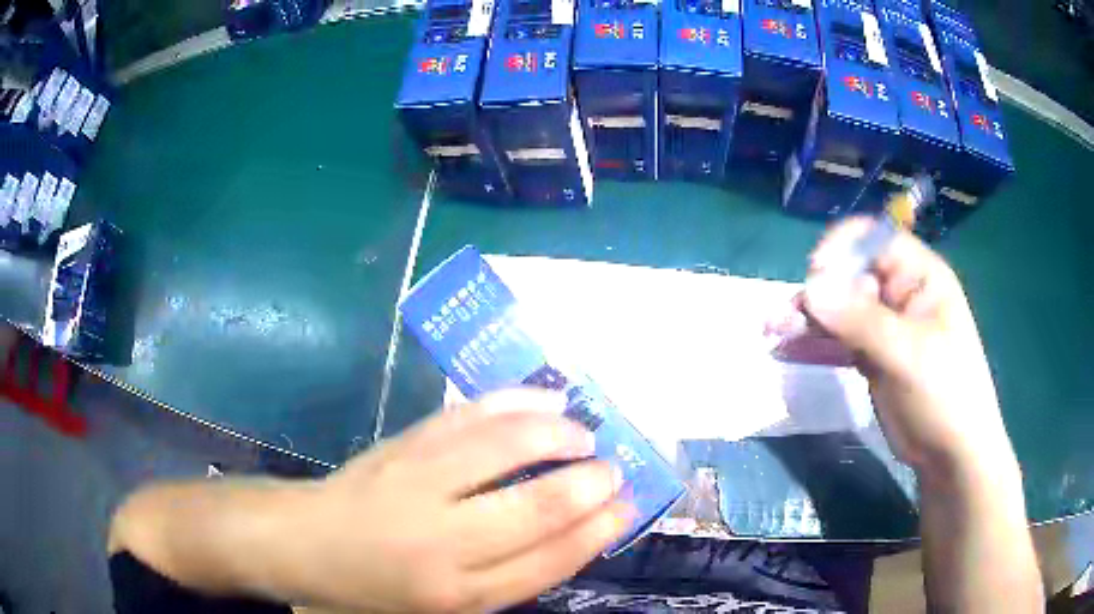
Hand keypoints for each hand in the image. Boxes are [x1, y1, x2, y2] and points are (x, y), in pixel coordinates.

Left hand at [268, 389, 631, 612]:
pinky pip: (469, 415)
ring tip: (585, 434)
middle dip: (589, 484)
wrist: (308, 543)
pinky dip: (516, 402)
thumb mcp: (446, 606)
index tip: (628, 506)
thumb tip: (573, 532)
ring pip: (506, 448)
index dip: (598, 530)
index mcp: (458, 593)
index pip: (549, 560)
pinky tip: (545, 400)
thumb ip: (507, 576)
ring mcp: (419, 481)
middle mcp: (443, 540)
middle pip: (537, 508)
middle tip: (614, 469)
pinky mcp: (403, 444)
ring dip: (559, 434)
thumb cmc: (379, 586)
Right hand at [801, 218, 1014, 476]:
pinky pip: (838, 339)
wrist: (950, 455)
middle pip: (850, 275)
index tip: (814, 275)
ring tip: (772, 334)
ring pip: (840, 309)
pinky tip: (787, 351)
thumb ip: (861, 320)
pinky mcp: (872, 355)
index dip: (842, 249)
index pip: (875, 240)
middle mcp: (900, 293)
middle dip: (816, 292)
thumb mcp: (908, 355)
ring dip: (807, 319)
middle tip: (780, 319)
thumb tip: (811, 288)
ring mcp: (885, 326)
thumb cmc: (945, 395)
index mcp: (919, 276)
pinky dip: (814, 344)